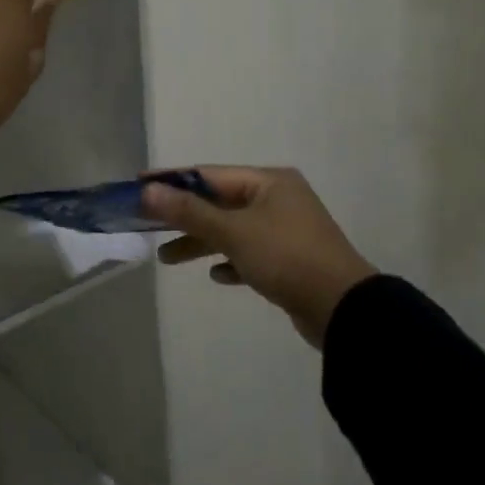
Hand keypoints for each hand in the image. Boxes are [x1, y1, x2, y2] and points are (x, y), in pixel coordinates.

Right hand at [144, 168, 376, 347]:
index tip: (139, 185)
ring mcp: (286, 230)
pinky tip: (217, 276)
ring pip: (232, 230)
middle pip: (219, 202)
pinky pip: (250, 254)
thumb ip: (189, 211)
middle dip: (184, 216)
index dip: (172, 180)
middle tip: (147, 225)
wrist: (344, 310)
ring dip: (201, 242)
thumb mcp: (233, 232)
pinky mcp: (290, 260)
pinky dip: (230, 261)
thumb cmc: (286, 258)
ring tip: (167, 259)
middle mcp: (278, 199)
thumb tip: (147, 190)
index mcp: (269, 181)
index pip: (209, 174)